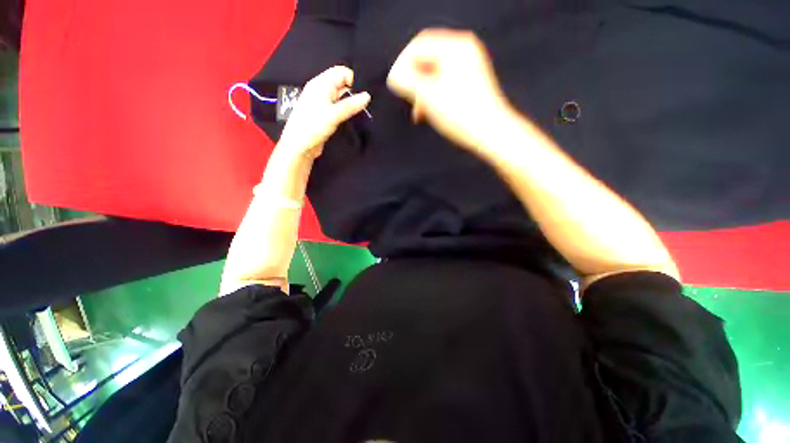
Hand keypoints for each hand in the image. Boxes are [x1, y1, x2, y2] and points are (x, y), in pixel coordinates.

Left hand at [279, 66, 370, 158]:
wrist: (299, 147)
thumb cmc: (312, 127)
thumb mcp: (333, 114)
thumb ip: (351, 105)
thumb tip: (367, 96)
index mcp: (320, 84)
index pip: (342, 72)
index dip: (354, 80)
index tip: (363, 95)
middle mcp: (321, 90)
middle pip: (342, 84)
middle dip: (354, 93)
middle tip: (364, 106)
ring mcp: (323, 103)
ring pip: (341, 98)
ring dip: (351, 104)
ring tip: (360, 113)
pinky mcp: (325, 115)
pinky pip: (339, 108)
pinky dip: (346, 112)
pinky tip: (352, 119)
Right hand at [387, 29, 512, 150]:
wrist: (490, 132)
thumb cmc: (460, 114)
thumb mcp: (429, 96)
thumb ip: (407, 82)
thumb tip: (394, 76)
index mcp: (455, 46)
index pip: (419, 45)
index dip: (402, 64)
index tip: (394, 85)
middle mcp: (464, 50)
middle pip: (427, 58)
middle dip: (413, 80)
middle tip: (407, 99)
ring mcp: (469, 66)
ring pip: (435, 73)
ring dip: (423, 90)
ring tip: (418, 111)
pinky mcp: (471, 82)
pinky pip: (445, 82)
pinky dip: (434, 94)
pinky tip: (428, 111)